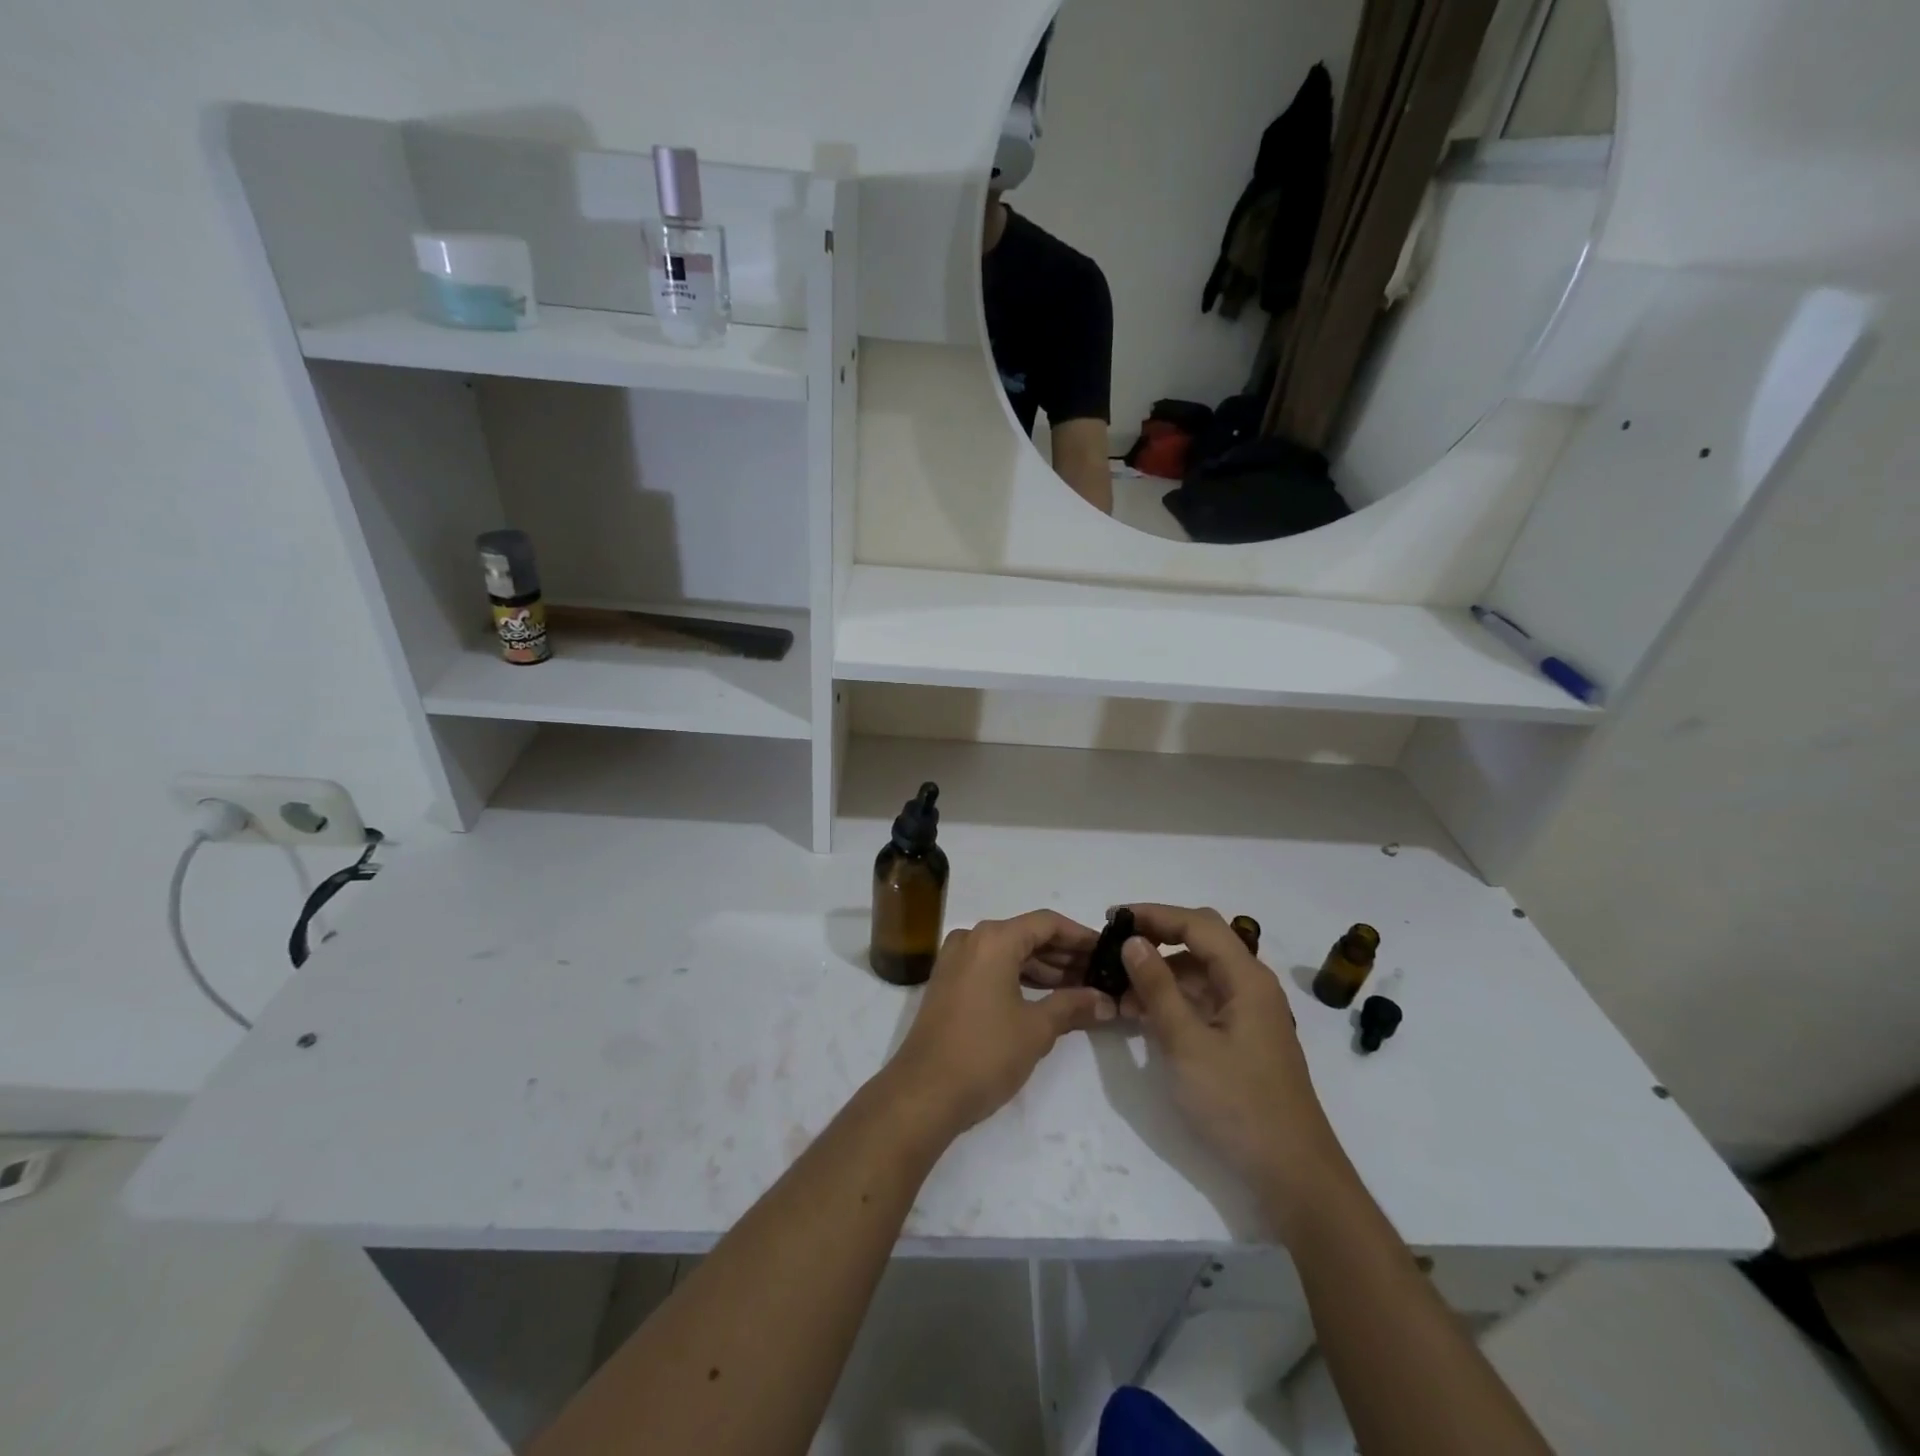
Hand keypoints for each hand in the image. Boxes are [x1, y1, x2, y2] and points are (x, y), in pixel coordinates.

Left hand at [886, 910, 1114, 1136]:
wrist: (923, 1093)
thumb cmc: (985, 1053)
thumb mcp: (1036, 1029)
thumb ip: (1073, 1006)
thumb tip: (1107, 1001)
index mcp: (993, 939)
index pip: (1047, 923)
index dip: (1080, 936)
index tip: (1108, 952)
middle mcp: (972, 939)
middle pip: (1027, 935)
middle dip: (1064, 955)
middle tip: (1099, 975)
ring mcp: (956, 960)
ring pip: (1009, 953)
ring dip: (1044, 968)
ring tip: (1081, 990)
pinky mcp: (949, 983)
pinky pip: (992, 968)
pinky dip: (1020, 978)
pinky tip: (1048, 999)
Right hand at [1119, 905, 1346, 1212]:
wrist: (1292, 1174)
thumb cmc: (1238, 1104)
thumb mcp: (1187, 1044)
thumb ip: (1158, 988)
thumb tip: (1133, 941)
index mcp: (1247, 978)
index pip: (1197, 924)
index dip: (1154, 914)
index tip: (1113, 917)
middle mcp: (1252, 985)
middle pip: (1202, 940)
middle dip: (1158, 936)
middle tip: (1116, 944)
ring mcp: (1249, 1012)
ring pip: (1200, 971)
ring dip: (1161, 971)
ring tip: (1120, 989)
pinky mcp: (1243, 1037)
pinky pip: (1203, 1000)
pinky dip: (1173, 998)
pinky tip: (1144, 1015)